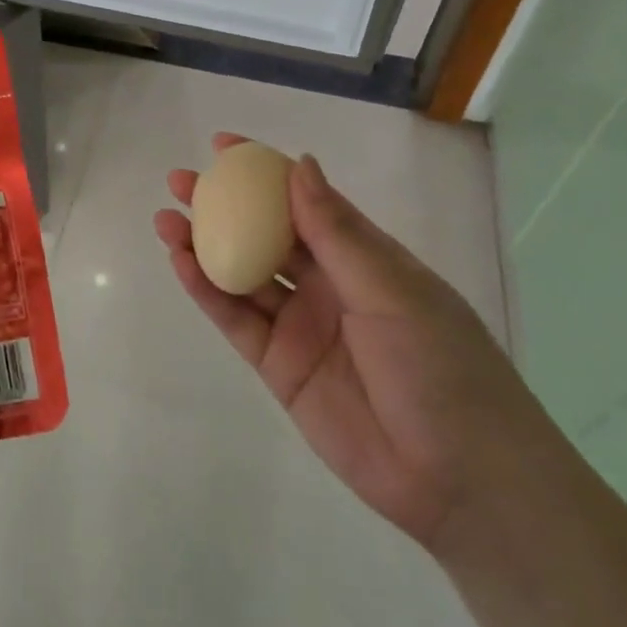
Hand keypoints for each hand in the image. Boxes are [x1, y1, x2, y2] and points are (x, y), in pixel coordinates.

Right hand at [155, 135, 554, 551]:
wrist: (461, 480)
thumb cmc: (442, 367)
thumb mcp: (393, 291)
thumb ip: (337, 233)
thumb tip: (300, 165)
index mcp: (362, 257)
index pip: (305, 200)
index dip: (265, 171)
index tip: (223, 146)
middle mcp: (326, 284)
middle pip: (263, 233)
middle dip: (221, 205)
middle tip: (180, 182)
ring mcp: (299, 325)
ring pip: (241, 273)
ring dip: (203, 245)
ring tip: (165, 220)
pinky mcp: (277, 365)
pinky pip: (236, 319)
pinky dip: (207, 291)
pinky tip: (180, 264)